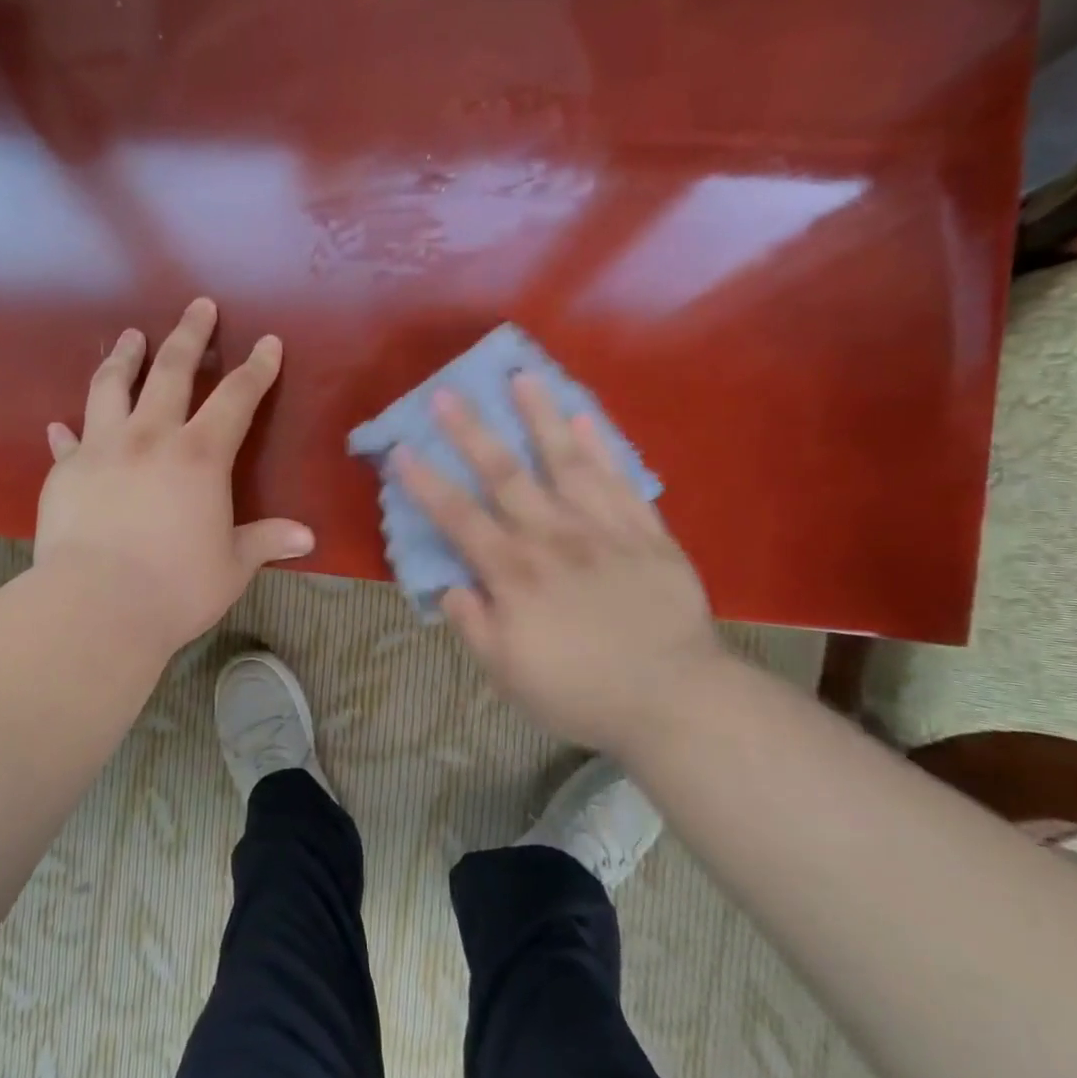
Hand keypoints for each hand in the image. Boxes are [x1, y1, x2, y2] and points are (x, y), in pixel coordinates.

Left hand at [34, 298, 314, 657]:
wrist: (96, 606)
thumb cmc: (176, 586)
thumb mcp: (232, 566)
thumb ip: (265, 541)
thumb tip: (307, 539)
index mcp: (200, 456)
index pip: (236, 398)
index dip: (257, 369)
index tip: (268, 342)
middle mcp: (150, 437)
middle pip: (171, 371)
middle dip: (190, 336)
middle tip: (198, 306)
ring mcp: (102, 449)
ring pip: (111, 387)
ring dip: (124, 357)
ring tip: (130, 336)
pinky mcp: (65, 472)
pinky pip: (67, 442)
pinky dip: (67, 431)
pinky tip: (61, 426)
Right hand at [394, 375, 725, 755]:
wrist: (675, 700)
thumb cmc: (580, 692)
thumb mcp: (507, 674)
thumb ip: (473, 625)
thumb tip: (449, 585)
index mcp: (514, 573)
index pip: (459, 518)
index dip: (426, 483)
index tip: (401, 450)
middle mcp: (553, 538)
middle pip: (505, 475)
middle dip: (472, 432)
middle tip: (447, 394)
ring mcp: (603, 529)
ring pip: (566, 463)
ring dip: (541, 418)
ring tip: (523, 377)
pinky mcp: (646, 533)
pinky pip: (621, 481)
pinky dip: (602, 447)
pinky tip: (584, 417)